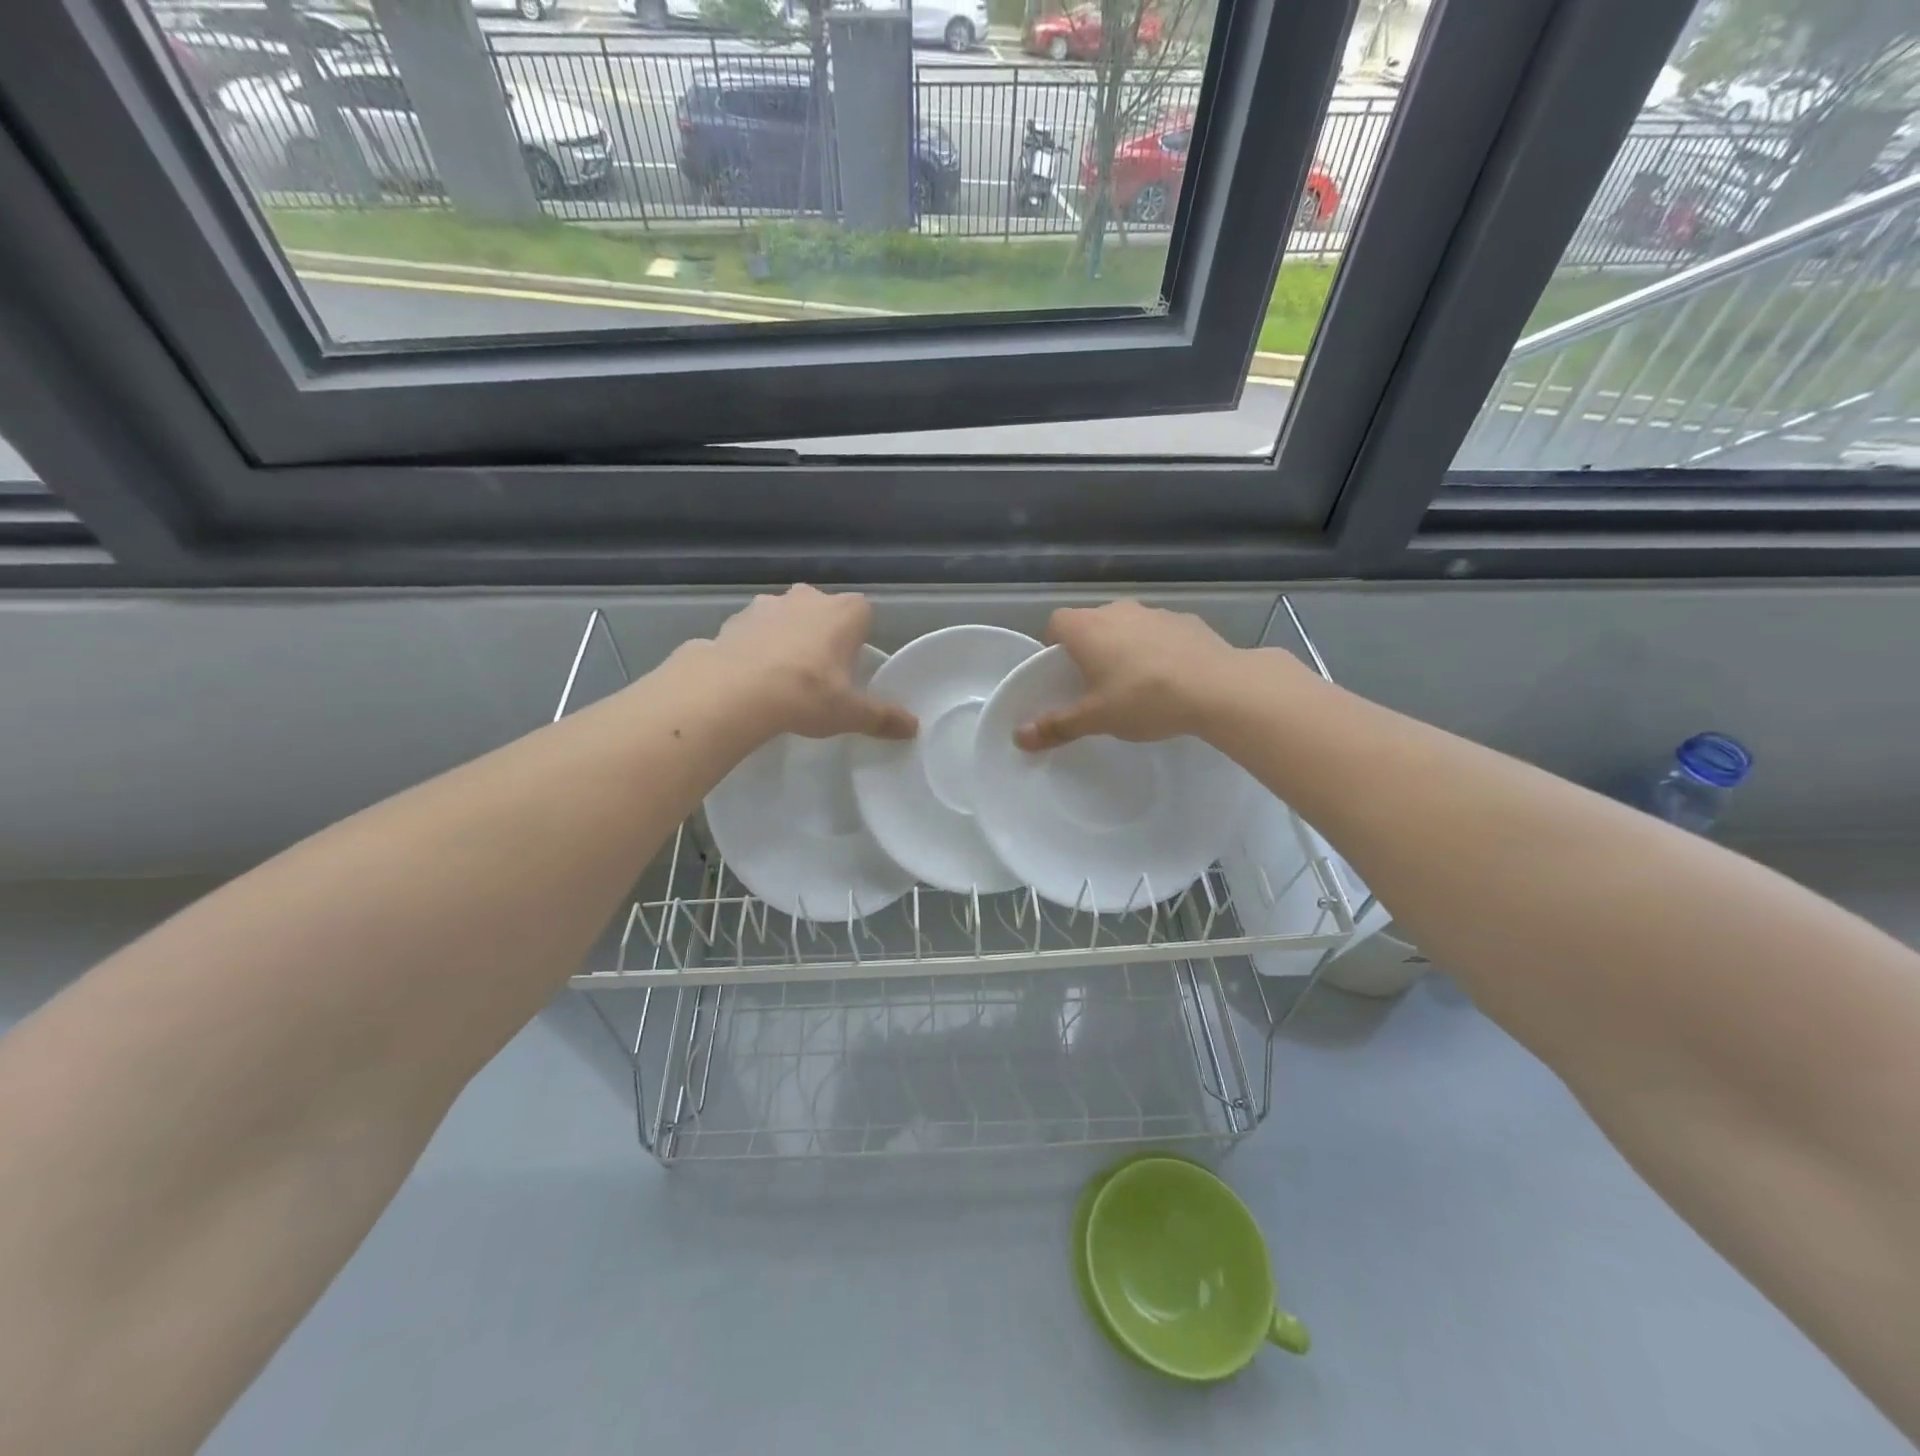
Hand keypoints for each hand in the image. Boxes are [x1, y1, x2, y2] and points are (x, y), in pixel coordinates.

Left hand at [706, 585, 916, 740]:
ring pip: (785, 617)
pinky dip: (755, 647)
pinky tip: (751, 677)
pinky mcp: (735, 619)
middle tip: (819, 674)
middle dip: (822, 635)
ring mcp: (768, 604)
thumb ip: (882, 718)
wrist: (736, 691)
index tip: (851, 666)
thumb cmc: (807, 694)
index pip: (863, 614)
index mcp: (845, 612)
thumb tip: (913, 728)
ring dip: (786, 638)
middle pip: (822, 611)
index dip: (858, 638)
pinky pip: (753, 631)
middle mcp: (808, 597)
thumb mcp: (851, 713)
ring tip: (782, 677)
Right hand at [1015, 600, 1249, 749]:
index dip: (1054, 647)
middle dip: (1090, 650)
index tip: (1062, 675)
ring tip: (1137, 684)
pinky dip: (1158, 650)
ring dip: (1126, 647)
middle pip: (1092, 624)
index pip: (1056, 623)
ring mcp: (1155, 612)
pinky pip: (1160, 633)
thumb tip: (1019, 737)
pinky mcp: (1187, 620)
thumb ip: (1057, 725)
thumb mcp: (1096, 718)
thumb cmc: (1143, 699)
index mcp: (1087, 628)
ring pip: (1128, 627)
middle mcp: (1118, 610)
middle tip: (1096, 685)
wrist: (1217, 687)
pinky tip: (1171, 678)